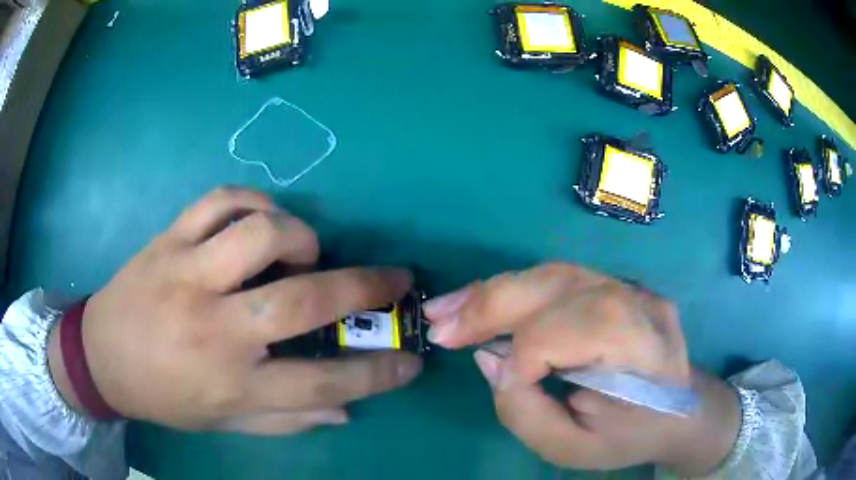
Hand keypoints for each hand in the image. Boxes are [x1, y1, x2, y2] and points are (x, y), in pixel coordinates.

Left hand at [48, 187, 422, 433]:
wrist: (101, 357)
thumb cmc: (164, 397)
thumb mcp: (223, 422)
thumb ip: (286, 420)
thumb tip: (345, 410)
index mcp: (231, 384)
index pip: (323, 384)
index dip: (377, 374)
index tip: (410, 362)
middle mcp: (213, 329)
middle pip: (302, 300)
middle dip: (365, 287)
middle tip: (394, 280)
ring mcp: (186, 275)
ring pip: (259, 235)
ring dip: (301, 237)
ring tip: (306, 252)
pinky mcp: (167, 240)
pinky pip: (219, 201)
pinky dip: (253, 202)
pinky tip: (261, 220)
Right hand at [423, 263, 738, 474]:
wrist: (677, 408)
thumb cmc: (628, 437)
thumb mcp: (574, 449)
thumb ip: (526, 412)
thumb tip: (489, 359)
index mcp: (649, 350)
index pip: (584, 327)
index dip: (530, 351)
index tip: (498, 380)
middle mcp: (643, 305)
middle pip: (563, 287)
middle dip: (493, 304)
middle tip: (438, 325)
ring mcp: (631, 287)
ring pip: (553, 274)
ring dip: (494, 290)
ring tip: (447, 310)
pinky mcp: (615, 285)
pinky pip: (557, 279)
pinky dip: (513, 288)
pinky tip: (482, 300)